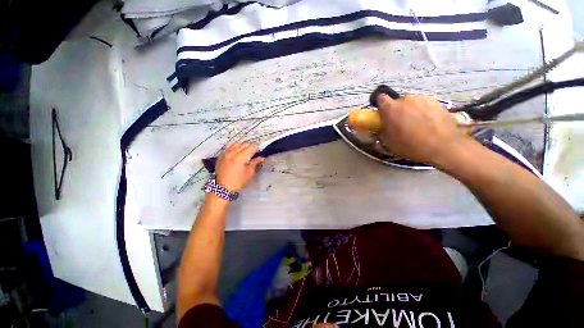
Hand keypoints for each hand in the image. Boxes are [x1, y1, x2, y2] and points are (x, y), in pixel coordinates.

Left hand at [215, 142, 263, 191]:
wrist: (223, 188)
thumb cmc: (238, 181)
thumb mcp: (249, 173)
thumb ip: (255, 163)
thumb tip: (261, 157)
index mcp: (240, 157)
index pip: (251, 147)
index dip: (256, 150)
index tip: (258, 154)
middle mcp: (232, 152)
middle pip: (244, 144)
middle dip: (250, 147)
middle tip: (252, 154)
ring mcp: (225, 153)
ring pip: (235, 144)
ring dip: (242, 146)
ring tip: (244, 152)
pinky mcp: (220, 156)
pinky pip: (228, 147)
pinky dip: (233, 147)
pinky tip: (235, 152)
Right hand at [377, 94, 470, 164]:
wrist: (442, 147)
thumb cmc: (410, 145)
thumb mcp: (388, 142)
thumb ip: (383, 130)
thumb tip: (384, 127)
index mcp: (390, 108)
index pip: (381, 98)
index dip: (381, 106)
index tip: (383, 114)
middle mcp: (405, 99)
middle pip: (398, 101)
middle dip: (397, 110)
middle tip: (401, 123)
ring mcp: (422, 99)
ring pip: (412, 102)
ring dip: (411, 110)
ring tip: (417, 124)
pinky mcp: (437, 101)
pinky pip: (425, 104)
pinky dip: (424, 111)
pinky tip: (428, 123)